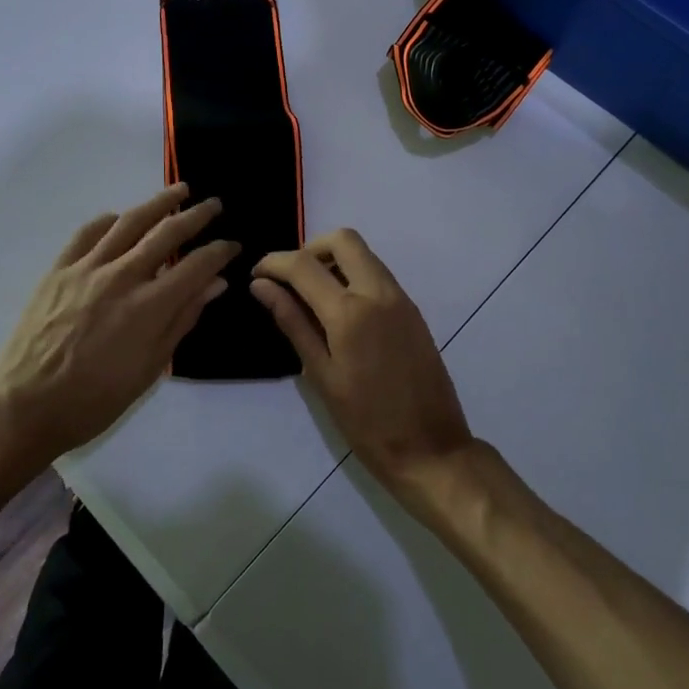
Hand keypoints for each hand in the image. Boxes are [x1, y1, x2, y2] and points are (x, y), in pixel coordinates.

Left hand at [0, 184, 236, 467]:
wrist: (25, 405)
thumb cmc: (95, 399)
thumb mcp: (149, 369)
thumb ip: (183, 319)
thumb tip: (215, 284)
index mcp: (148, 307)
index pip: (196, 265)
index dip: (219, 251)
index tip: (232, 244)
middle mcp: (121, 277)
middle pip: (167, 233)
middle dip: (196, 216)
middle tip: (214, 205)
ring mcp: (86, 268)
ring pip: (129, 222)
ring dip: (158, 202)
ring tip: (178, 191)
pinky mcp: (59, 269)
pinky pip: (88, 232)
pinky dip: (109, 219)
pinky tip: (120, 218)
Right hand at [252, 229, 471, 497]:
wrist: (432, 449)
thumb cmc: (367, 423)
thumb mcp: (321, 375)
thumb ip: (293, 323)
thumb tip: (262, 287)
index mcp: (350, 311)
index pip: (303, 265)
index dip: (274, 263)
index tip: (257, 275)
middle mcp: (378, 292)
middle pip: (342, 239)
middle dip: (310, 249)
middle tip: (290, 281)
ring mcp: (400, 298)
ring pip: (363, 254)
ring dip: (334, 260)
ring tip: (311, 298)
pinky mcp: (413, 310)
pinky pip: (378, 274)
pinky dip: (354, 276)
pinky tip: (340, 311)